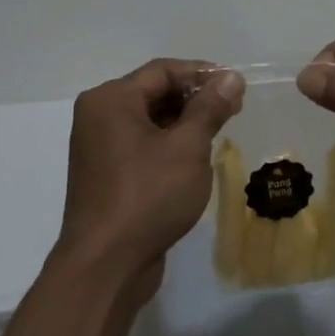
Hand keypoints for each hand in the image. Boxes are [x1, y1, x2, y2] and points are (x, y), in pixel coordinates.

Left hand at [54, 60, 244, 301]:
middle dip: (194, 98)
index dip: (203, 74)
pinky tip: (194, 157)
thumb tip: (231, 77)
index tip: (237, 86)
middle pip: (153, 91)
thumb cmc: (148, 196)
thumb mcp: (188, 147)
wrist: (106, 265)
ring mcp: (98, 146)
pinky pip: (140, 144)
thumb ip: (210, 108)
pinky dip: (167, 143)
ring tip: (219, 132)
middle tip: (234, 110)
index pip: (163, 70)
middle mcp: (98, 116)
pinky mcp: (105, 173)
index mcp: (111, 100)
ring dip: (183, 121)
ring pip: (148, 119)